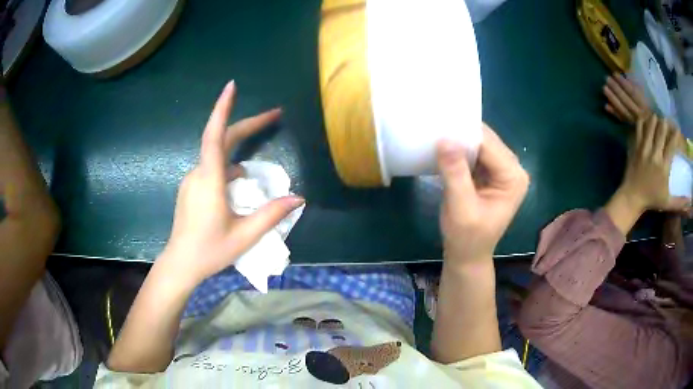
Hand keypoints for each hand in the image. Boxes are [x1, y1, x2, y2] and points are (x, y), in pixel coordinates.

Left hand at [157, 81, 303, 286]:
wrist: (180, 263)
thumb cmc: (210, 250)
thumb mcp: (245, 235)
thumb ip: (272, 214)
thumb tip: (299, 198)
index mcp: (210, 180)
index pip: (215, 135)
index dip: (223, 108)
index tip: (232, 86)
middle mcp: (199, 173)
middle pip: (222, 139)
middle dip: (249, 125)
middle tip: (275, 116)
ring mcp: (192, 180)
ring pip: (217, 155)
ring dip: (239, 150)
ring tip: (259, 157)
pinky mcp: (191, 188)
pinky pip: (212, 168)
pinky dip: (229, 168)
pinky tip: (239, 182)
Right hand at [437, 124, 528, 264]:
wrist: (467, 255)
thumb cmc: (467, 237)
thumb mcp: (461, 207)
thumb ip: (455, 173)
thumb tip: (444, 139)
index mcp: (513, 177)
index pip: (489, 145)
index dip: (465, 134)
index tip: (439, 125)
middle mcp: (512, 169)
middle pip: (486, 141)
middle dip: (462, 135)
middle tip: (434, 127)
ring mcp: (502, 170)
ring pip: (479, 144)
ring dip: (459, 141)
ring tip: (436, 134)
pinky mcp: (490, 173)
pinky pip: (475, 153)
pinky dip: (459, 150)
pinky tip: (444, 149)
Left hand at [603, 73, 650, 123]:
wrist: (652, 125)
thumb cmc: (647, 101)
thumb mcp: (644, 91)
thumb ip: (636, 84)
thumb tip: (626, 74)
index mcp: (645, 104)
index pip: (633, 93)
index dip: (623, 83)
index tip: (615, 74)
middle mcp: (641, 114)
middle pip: (627, 101)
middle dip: (616, 89)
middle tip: (607, 79)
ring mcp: (635, 122)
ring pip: (623, 110)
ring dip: (613, 99)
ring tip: (604, 88)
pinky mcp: (630, 127)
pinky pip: (621, 119)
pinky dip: (614, 112)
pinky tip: (606, 106)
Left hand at [619, 115, 687, 212]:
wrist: (632, 197)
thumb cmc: (652, 200)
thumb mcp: (668, 203)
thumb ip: (680, 202)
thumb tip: (691, 201)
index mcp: (663, 166)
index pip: (672, 144)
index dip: (676, 134)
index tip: (678, 130)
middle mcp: (654, 154)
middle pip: (661, 129)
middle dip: (665, 123)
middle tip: (667, 122)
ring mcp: (643, 148)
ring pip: (650, 124)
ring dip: (655, 119)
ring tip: (658, 120)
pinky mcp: (635, 145)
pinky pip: (638, 126)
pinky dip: (643, 119)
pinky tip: (647, 119)